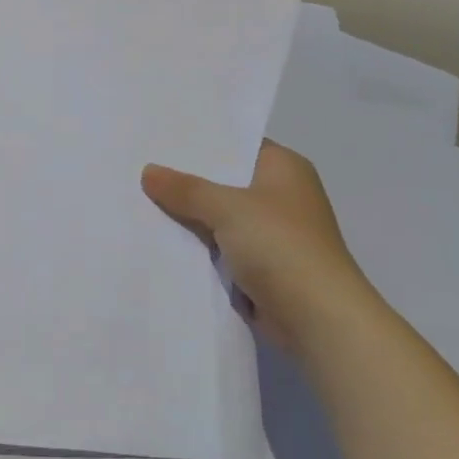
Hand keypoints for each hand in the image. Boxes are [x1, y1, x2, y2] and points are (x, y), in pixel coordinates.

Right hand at [142, 140, 363, 354]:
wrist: (319, 319)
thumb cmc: (281, 247)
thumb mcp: (228, 208)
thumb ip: (186, 189)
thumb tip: (148, 172)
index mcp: (284, 168)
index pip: (236, 145)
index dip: (200, 143)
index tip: (158, 139)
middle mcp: (281, 195)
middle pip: (224, 182)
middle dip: (187, 182)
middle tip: (139, 167)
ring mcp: (272, 233)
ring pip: (219, 217)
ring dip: (190, 217)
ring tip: (139, 200)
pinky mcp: (262, 266)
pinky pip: (221, 248)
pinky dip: (199, 247)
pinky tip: (161, 239)